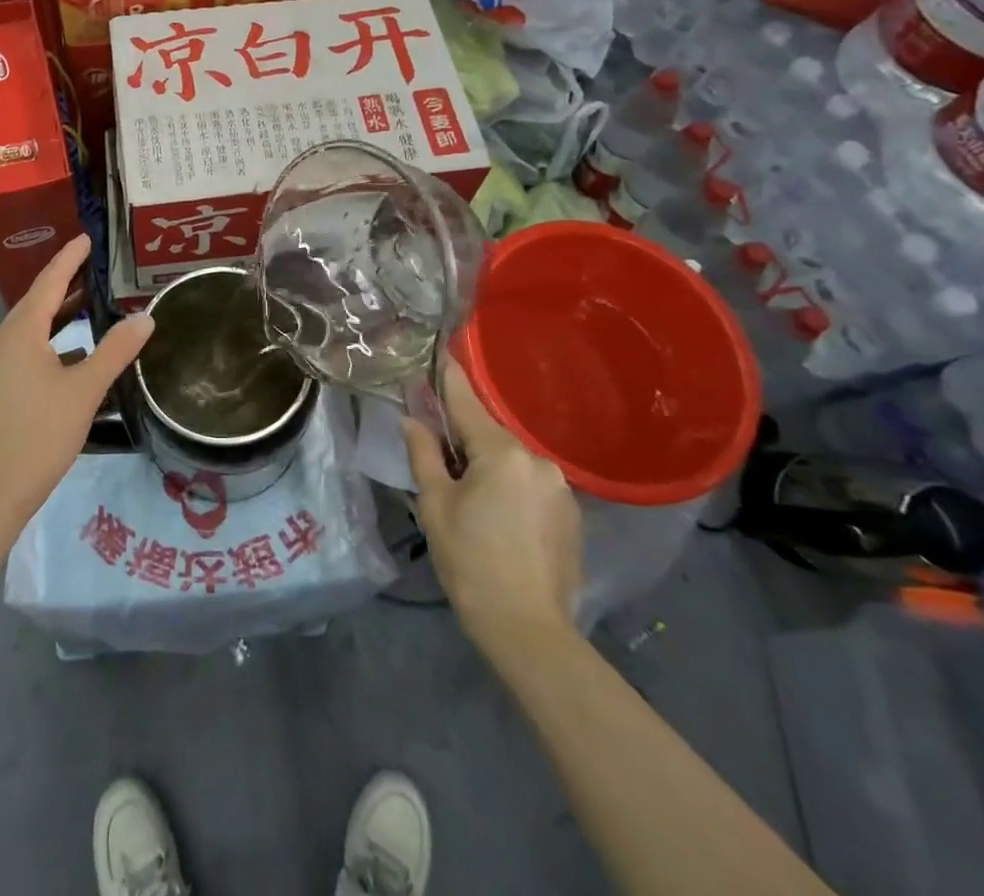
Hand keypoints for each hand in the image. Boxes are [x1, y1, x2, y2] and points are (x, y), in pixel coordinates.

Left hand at [0, 235, 153, 530]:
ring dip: (57, 317)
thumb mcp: (85, 391)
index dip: (69, 259)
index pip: (49, 282)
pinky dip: (47, 343)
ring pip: (27, 329)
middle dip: (65, 285)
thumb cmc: (40, 434)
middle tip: (96, 270)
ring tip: (88, 309)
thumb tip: (145, 318)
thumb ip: (115, 351)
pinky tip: (69, 358)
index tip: (87, 239)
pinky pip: (21, 350)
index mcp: (19, 333)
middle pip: (35, 303)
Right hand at [403, 358, 583, 666]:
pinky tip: (498, 518)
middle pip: (489, 434)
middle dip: (464, 437)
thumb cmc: (470, 562)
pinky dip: (510, 488)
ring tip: (468, 497)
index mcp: (501, 453)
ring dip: (488, 466)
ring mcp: (560, 487)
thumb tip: (412, 419)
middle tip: (438, 453)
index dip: (448, 377)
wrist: (529, 631)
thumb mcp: (435, 505)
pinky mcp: (571, 514)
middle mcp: (537, 460)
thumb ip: (424, 454)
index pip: (466, 402)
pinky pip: (531, 484)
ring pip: (511, 461)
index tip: (439, 352)